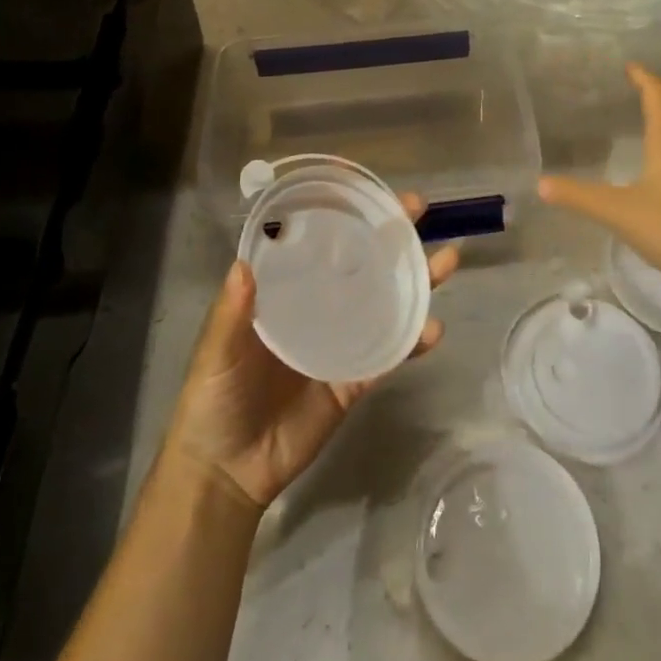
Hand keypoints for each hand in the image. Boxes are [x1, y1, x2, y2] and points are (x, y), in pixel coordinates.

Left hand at [165, 195, 457, 510]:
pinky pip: (390, 354)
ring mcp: (341, 341)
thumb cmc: (213, 399)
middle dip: (392, 236)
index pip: (319, 241)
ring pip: (386, 301)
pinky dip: (414, 340)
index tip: (367, 187)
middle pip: (362, 263)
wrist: (227, 472)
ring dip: (417, 280)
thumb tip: (242, 267)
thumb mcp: (216, 352)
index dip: (343, 212)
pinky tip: (433, 328)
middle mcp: (319, 305)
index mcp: (286, 290)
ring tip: (447, 260)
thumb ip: (231, 315)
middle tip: (420, 209)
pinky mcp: (355, 379)